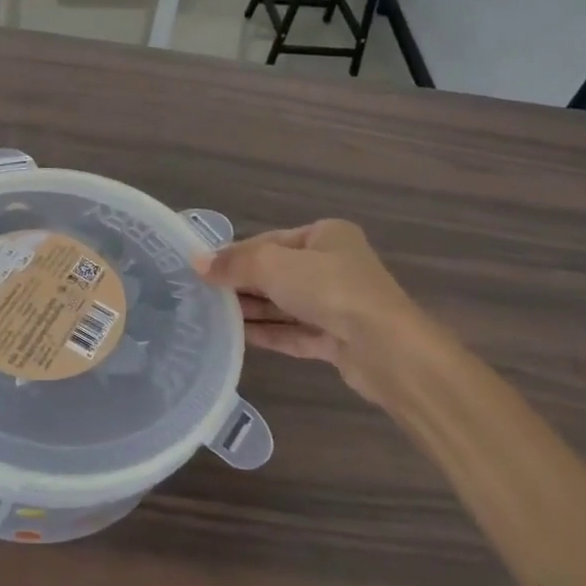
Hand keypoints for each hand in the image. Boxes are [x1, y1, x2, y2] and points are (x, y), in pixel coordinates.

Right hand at [194, 220, 439, 404]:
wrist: (388, 350)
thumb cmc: (331, 289)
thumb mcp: (274, 265)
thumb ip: (235, 264)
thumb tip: (197, 262)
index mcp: (326, 235)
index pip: (270, 240)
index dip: (236, 253)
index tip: (203, 268)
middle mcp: (334, 266)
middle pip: (277, 272)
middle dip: (242, 283)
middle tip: (202, 293)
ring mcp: (338, 305)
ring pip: (285, 304)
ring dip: (253, 309)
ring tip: (212, 315)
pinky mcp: (338, 340)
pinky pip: (295, 332)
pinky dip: (269, 333)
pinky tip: (238, 337)